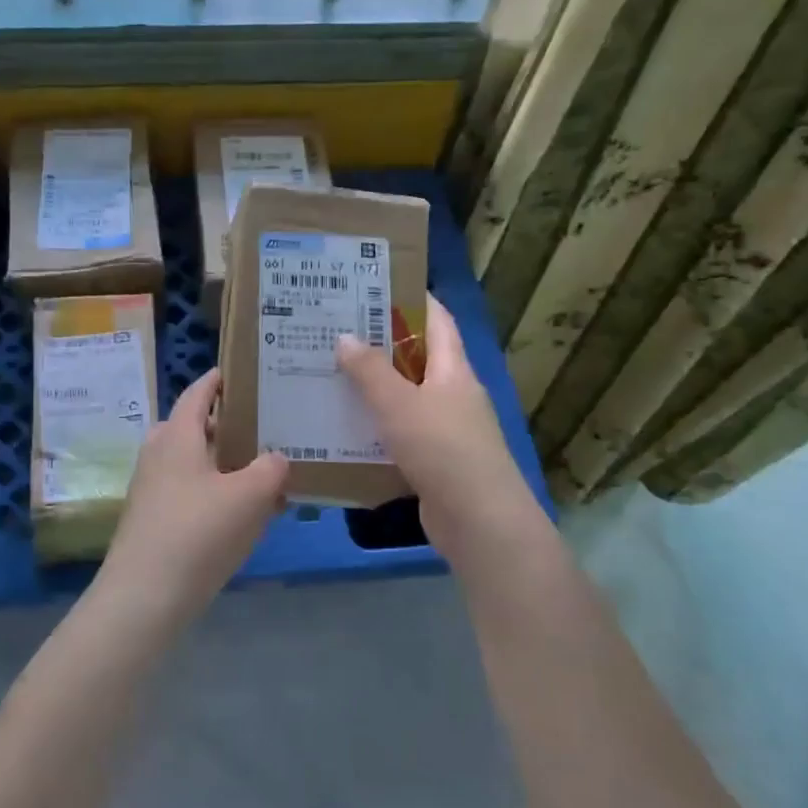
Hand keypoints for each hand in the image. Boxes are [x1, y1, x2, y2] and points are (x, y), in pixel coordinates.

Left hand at [100, 368, 288, 610]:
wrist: (144, 596)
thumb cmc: (198, 533)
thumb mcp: (249, 496)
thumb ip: (271, 470)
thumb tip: (276, 458)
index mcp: (176, 436)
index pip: (198, 393)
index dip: (219, 380)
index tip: (243, 372)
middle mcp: (158, 455)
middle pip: (194, 428)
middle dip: (227, 425)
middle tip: (264, 427)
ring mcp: (152, 489)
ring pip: (193, 463)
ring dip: (225, 464)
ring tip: (263, 472)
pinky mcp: (153, 521)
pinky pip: (190, 493)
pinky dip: (216, 493)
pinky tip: (244, 514)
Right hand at [338, 295, 531, 556]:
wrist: (479, 522)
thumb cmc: (442, 450)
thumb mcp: (400, 405)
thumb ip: (370, 371)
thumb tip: (344, 336)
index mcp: (454, 370)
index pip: (437, 319)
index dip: (412, 297)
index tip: (373, 285)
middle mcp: (453, 394)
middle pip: (417, 357)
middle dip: (379, 344)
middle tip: (334, 330)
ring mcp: (446, 429)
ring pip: (405, 398)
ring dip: (373, 388)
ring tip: (328, 374)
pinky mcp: (434, 461)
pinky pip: (400, 433)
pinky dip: (375, 427)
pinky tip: (342, 427)